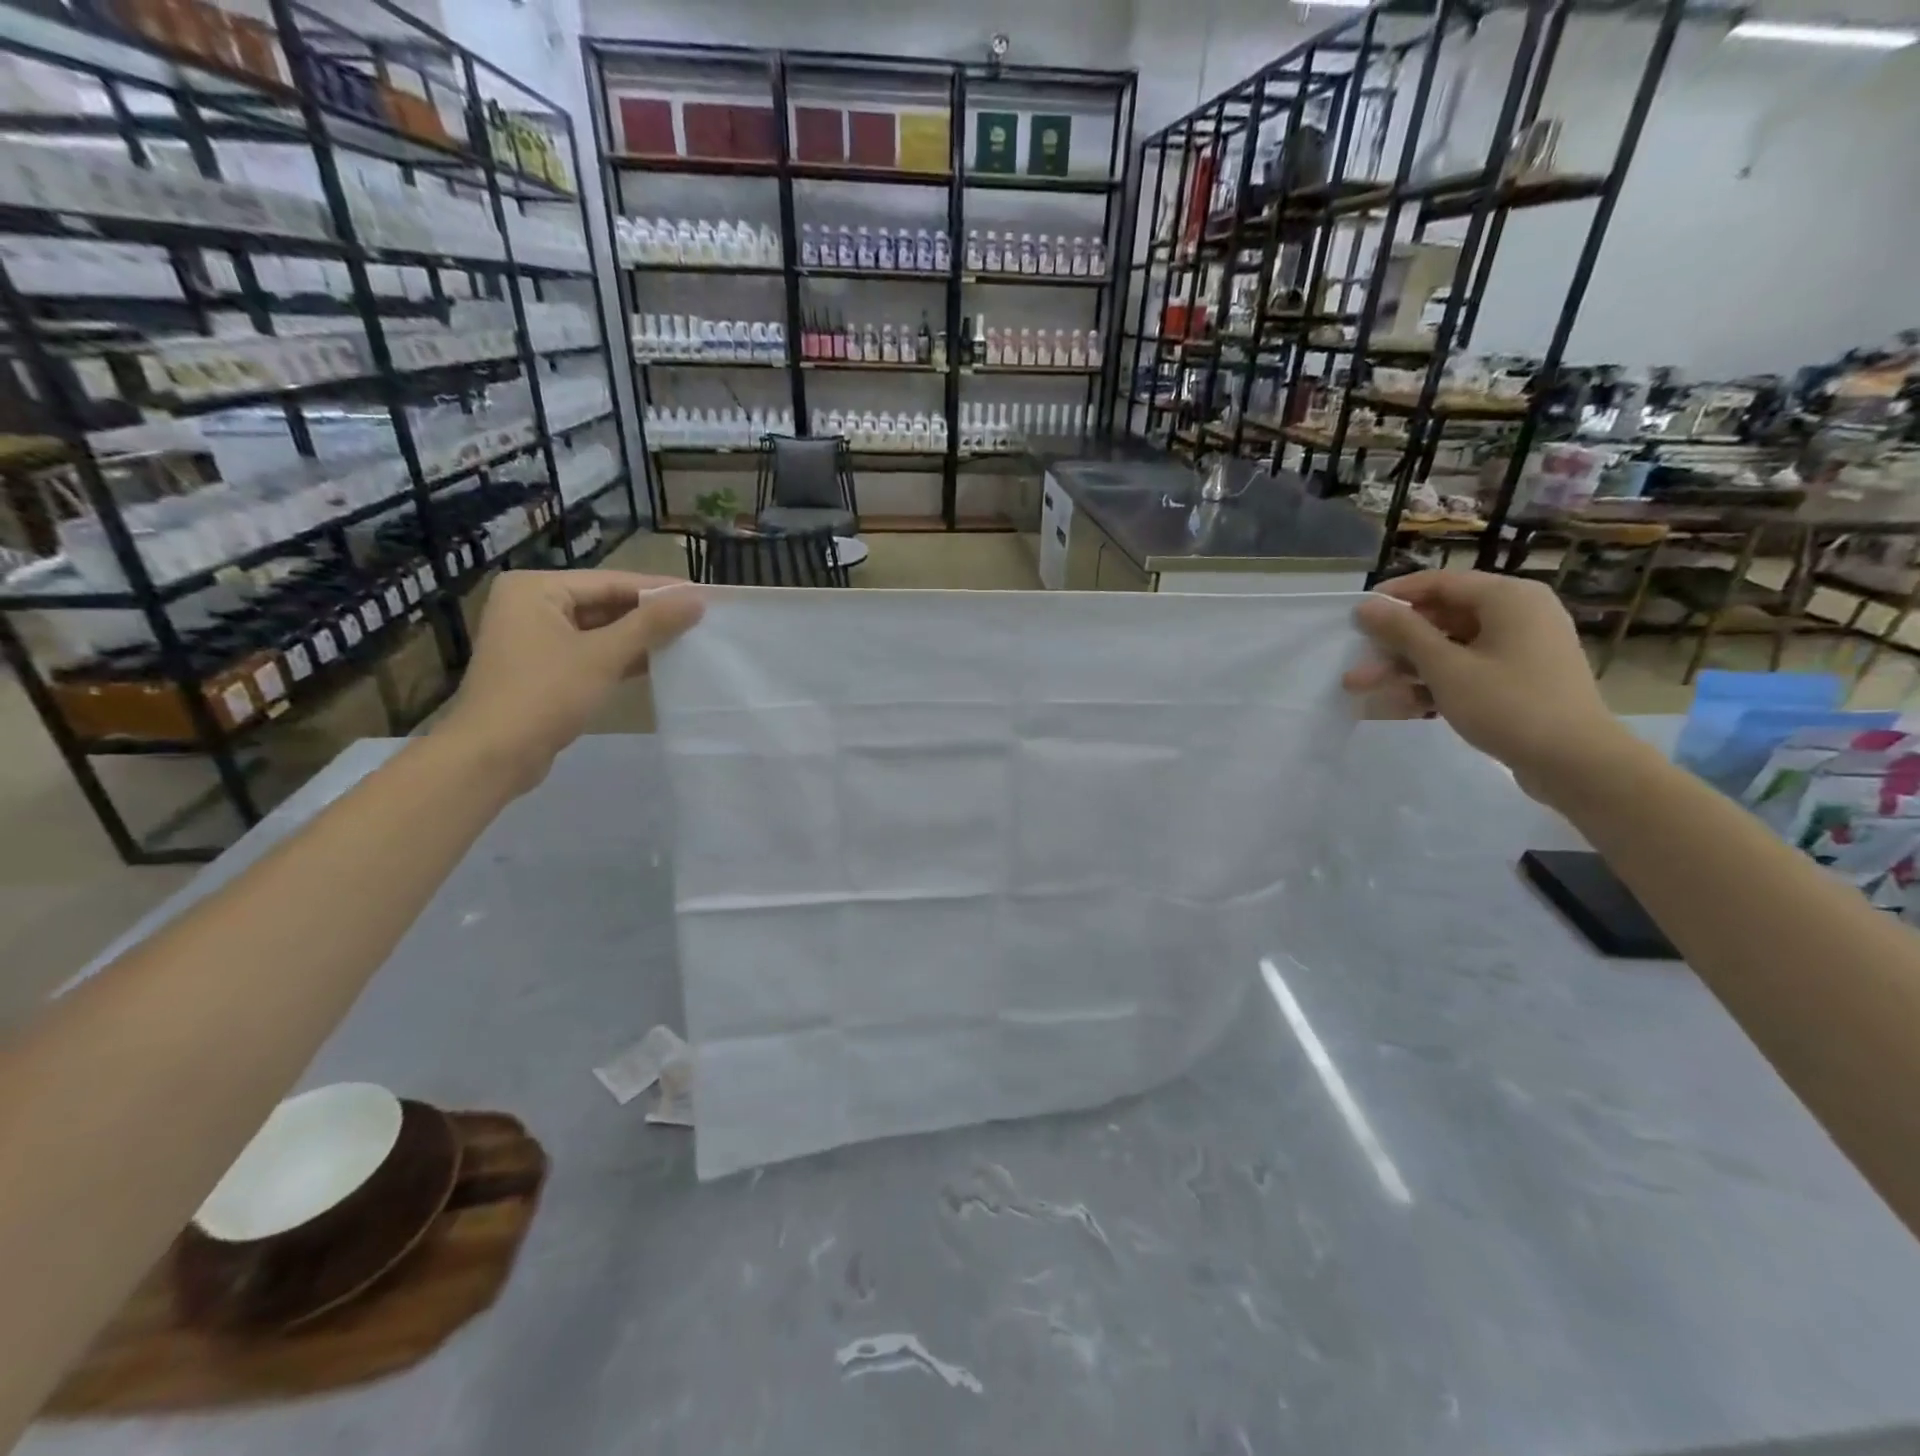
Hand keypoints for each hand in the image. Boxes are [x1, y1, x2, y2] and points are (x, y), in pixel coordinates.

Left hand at [438, 571, 702, 793]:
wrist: (493, 756)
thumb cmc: (545, 695)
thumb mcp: (603, 656)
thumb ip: (651, 625)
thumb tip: (696, 599)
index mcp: (535, 588)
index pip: (610, 581)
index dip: (659, 590)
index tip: (702, 596)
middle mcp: (530, 605)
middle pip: (604, 603)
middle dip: (650, 615)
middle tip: (699, 619)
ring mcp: (535, 638)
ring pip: (599, 630)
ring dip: (639, 638)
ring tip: (688, 639)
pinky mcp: (543, 669)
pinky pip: (590, 652)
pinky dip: (621, 657)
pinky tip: (658, 663)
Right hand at [1342, 570, 1632, 803]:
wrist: (1576, 762)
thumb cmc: (1508, 704)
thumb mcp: (1445, 667)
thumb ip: (1403, 632)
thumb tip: (1367, 606)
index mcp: (1508, 598)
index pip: (1440, 583)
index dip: (1395, 596)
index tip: (1356, 616)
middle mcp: (1518, 614)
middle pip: (1442, 618)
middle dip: (1395, 643)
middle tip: (1356, 660)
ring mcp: (1520, 649)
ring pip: (1450, 648)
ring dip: (1405, 668)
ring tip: (1362, 688)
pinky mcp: (1518, 679)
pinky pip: (1467, 670)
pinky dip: (1434, 684)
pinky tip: (1400, 706)